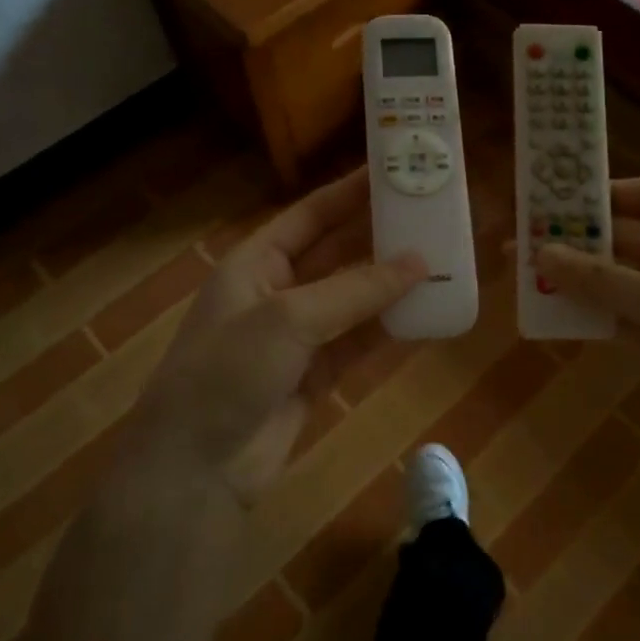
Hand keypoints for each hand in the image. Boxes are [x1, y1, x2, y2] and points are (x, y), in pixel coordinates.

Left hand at [127, 167, 426, 502]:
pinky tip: (426, 315)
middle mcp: (277, 292)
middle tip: (431, 218)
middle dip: (380, 238)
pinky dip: (389, 330)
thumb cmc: (229, 371)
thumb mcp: (288, 319)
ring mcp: (298, 337)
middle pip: (337, 254)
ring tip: (442, 262)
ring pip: (354, 300)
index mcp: (255, 262)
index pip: (310, 215)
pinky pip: (359, 342)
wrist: (197, 468)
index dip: (350, 193)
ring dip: (392, 285)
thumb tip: (419, 262)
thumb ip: (356, 290)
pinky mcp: (316, 375)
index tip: (394, 172)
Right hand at [535, 178, 639, 538]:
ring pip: (623, 282)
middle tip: (521, 247)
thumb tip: (539, 252)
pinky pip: (627, 319)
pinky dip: (597, 317)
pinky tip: (558, 319)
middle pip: (630, 239)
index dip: (610, 195)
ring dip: (581, 282)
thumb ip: (603, 280)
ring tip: (527, 282)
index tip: (559, 204)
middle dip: (580, 242)